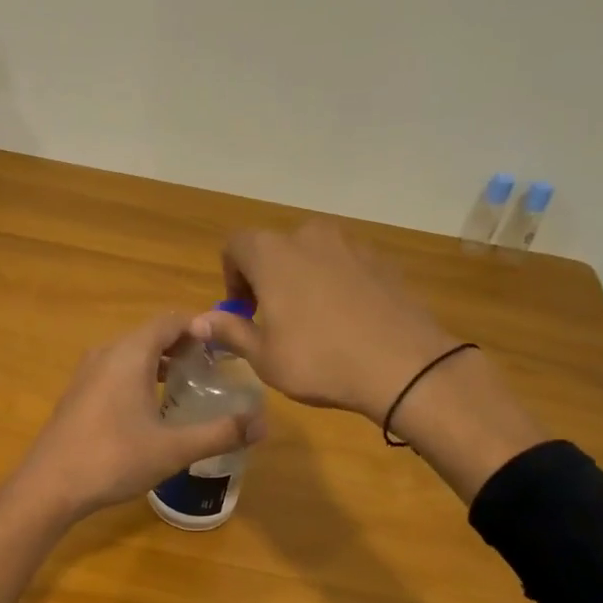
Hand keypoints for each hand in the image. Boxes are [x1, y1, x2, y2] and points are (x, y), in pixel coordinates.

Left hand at [13, 313, 266, 520]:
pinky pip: (115, 370)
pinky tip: (152, 407)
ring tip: (187, 384)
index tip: (227, 346)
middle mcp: (106, 353)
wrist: (49, 487)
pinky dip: (139, 375)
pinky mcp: (78, 394)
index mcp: (129, 353)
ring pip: (131, 353)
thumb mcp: (174, 449)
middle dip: (184, 345)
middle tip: (214, 367)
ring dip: (160, 361)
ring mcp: (87, 373)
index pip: (171, 320)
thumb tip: (263, 424)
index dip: (201, 326)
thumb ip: (220, 433)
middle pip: (151, 334)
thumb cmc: (113, 459)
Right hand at [190, 221, 460, 424]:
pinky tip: (347, 320)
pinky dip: (336, 283)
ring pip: (312, 254)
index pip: (235, 245)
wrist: (403, 365)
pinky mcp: (381, 260)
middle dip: (268, 277)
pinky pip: (345, 265)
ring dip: (303, 278)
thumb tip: (199, 321)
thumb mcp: (264, 356)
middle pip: (275, 247)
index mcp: (272, 253)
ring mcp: (350, 244)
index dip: (232, 277)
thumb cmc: (319, 360)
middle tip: (275, 318)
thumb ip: (230, 331)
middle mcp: (309, 236)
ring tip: (313, 320)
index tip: (243, 311)